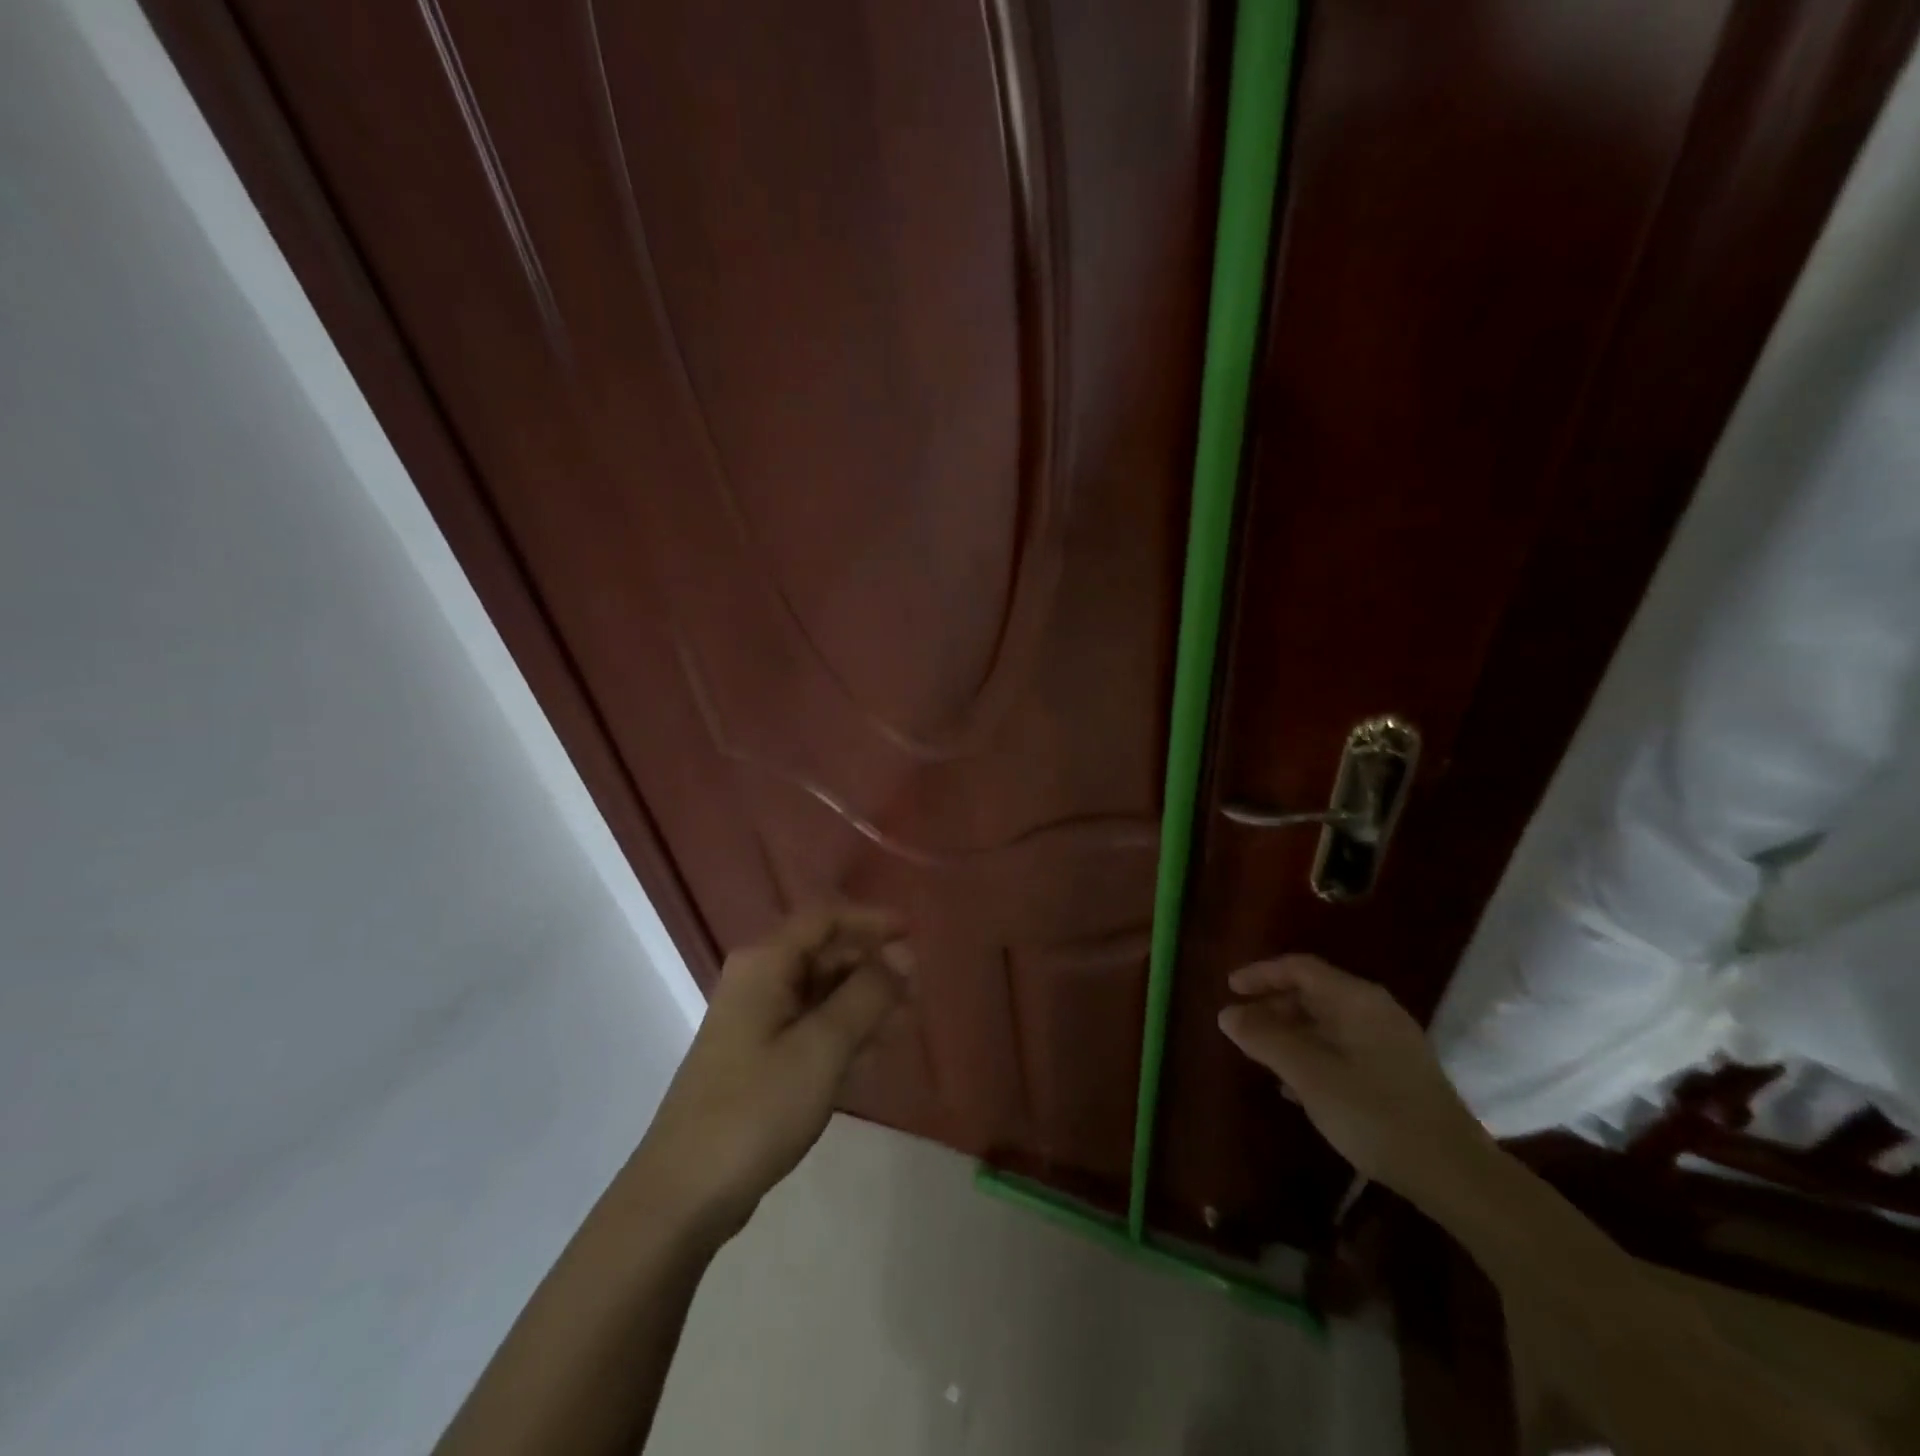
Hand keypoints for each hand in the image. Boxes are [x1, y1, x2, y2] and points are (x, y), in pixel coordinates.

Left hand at [631, 907, 909, 1246]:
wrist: (684, 1194)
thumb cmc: (756, 1108)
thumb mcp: (822, 1047)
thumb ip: (867, 994)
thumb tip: (902, 954)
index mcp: (765, 964)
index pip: (825, 919)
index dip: (871, 921)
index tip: (914, 934)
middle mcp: (758, 981)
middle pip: (824, 954)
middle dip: (872, 966)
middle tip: (918, 989)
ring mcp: (755, 1021)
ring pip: (821, 993)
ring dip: (864, 1001)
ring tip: (906, 1021)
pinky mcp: (758, 1058)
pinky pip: (810, 1027)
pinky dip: (844, 1031)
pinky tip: (874, 1053)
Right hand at [1216, 955, 1491, 1202]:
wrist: (1455, 1175)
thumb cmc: (1375, 1113)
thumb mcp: (1309, 1074)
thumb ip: (1265, 1040)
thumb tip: (1227, 1014)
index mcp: (1356, 1000)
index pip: (1300, 968)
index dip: (1261, 974)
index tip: (1230, 990)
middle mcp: (1375, 1012)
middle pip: (1313, 993)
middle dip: (1272, 1007)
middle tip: (1240, 1028)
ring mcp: (1389, 1043)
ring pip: (1326, 1024)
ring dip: (1290, 1034)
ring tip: (1260, 1056)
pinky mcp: (1397, 1074)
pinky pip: (1342, 1049)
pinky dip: (1312, 1055)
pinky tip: (1295, 1086)